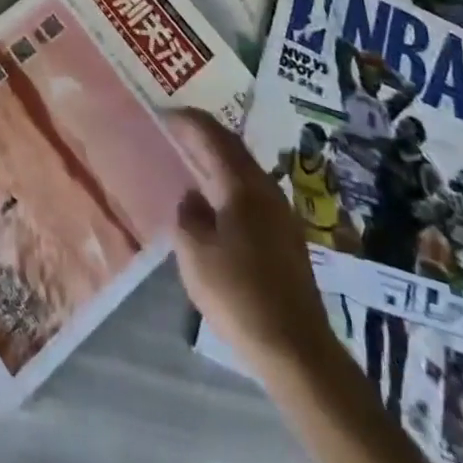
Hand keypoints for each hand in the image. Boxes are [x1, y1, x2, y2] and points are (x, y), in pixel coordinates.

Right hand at [167, 109, 329, 370]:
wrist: (297, 350)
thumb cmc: (239, 295)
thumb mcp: (195, 254)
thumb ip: (188, 216)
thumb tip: (194, 198)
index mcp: (242, 185)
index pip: (212, 136)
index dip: (188, 120)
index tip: (165, 112)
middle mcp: (265, 189)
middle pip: (233, 147)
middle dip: (205, 133)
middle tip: (177, 128)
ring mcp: (280, 213)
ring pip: (245, 169)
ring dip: (219, 157)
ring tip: (193, 158)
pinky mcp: (286, 237)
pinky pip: (252, 191)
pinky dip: (230, 181)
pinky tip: (217, 199)